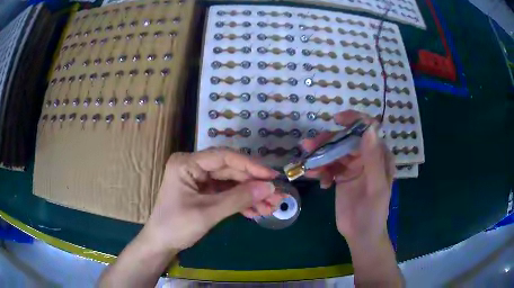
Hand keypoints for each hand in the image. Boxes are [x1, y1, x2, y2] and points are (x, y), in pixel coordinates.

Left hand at [140, 148, 284, 251]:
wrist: (161, 244)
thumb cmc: (176, 226)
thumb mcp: (208, 213)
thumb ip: (239, 199)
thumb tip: (270, 187)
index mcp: (187, 163)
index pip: (224, 157)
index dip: (250, 166)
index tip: (272, 176)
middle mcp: (194, 166)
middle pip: (230, 170)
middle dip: (254, 185)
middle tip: (276, 195)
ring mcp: (199, 179)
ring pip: (231, 183)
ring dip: (251, 195)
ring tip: (271, 207)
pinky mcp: (204, 192)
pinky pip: (227, 193)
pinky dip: (241, 202)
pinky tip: (256, 211)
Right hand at [301, 110, 394, 243]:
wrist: (361, 235)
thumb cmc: (374, 213)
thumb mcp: (376, 187)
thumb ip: (373, 159)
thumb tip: (369, 128)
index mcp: (379, 156)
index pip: (368, 129)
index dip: (354, 121)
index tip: (336, 121)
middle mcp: (366, 157)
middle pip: (345, 140)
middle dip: (327, 141)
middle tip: (308, 146)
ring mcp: (352, 167)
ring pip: (334, 152)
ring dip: (320, 156)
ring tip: (308, 166)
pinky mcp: (341, 176)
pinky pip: (328, 166)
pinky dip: (320, 171)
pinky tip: (319, 182)